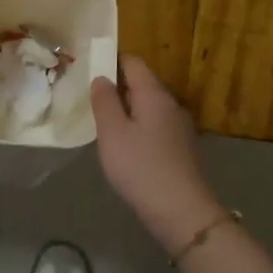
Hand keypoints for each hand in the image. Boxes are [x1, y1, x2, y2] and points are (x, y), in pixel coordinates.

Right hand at [90, 57, 224, 249]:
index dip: (111, 60)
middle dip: (118, 87)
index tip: (89, 69)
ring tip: (105, 125)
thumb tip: (102, 78)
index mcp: (154, 94)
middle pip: (143, 83)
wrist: (182, 211)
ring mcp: (180, 127)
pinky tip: (127, 147)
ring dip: (128, 110)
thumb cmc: (141, 167)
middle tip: (91, 100)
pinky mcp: (183, 148)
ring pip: (149, 107)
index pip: (133, 62)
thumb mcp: (112, 133)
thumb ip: (104, 102)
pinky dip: (140, 128)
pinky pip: (156, 126)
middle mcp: (171, 104)